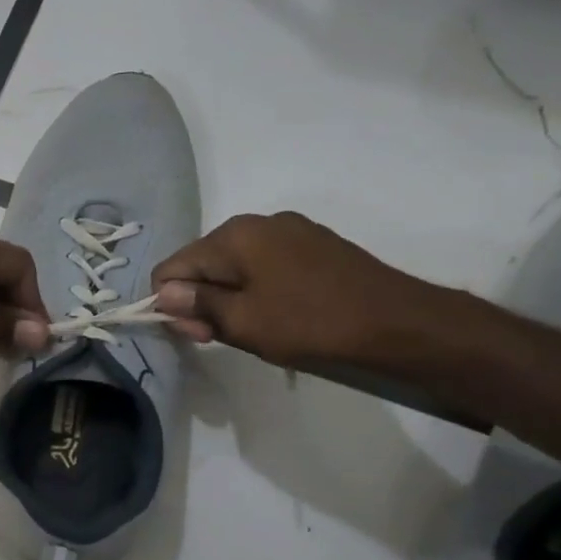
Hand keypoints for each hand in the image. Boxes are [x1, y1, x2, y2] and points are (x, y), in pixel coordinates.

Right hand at [151, 211, 443, 368]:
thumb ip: (196, 304)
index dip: (173, 304)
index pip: (172, 267)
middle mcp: (256, 222)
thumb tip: (163, 293)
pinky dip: (257, 288)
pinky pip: (264, 264)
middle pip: (202, 263)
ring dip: (229, 297)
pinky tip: (277, 313)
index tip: (199, 335)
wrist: (397, 322)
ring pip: (234, 265)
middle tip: (221, 337)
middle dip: (201, 300)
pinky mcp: (313, 244)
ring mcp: (289, 230)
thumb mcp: (242, 322)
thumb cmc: (310, 323)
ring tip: (254, 327)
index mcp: (233, 235)